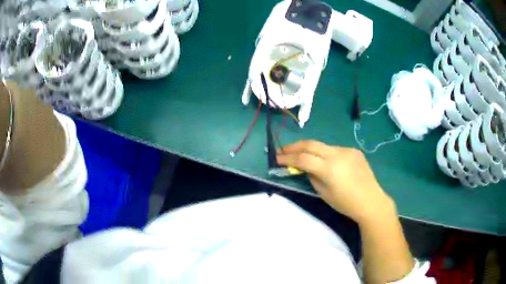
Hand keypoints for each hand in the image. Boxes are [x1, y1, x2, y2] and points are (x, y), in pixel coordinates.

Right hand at [277, 140, 393, 223]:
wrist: (371, 201)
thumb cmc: (346, 203)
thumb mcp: (324, 193)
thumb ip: (312, 177)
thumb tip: (305, 167)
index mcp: (329, 169)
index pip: (303, 158)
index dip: (287, 158)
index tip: (276, 159)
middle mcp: (338, 154)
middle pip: (311, 144)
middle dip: (295, 146)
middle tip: (283, 150)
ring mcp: (347, 150)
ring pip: (323, 146)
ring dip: (311, 150)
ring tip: (303, 156)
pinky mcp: (354, 151)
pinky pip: (335, 150)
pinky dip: (326, 154)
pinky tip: (326, 162)